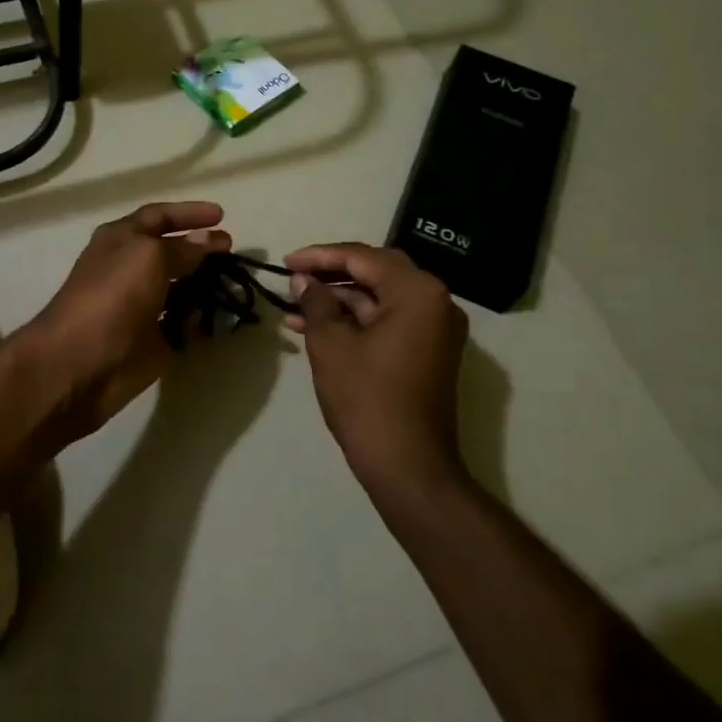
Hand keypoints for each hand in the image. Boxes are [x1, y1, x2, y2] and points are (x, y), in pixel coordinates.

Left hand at [25, 202, 231, 441]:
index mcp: (121, 239)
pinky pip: (184, 322)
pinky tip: (224, 312)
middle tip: (232, 249)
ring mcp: (143, 305)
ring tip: (235, 280)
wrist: (80, 363)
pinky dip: (202, 317)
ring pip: (180, 287)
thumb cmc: (112, 297)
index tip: (222, 215)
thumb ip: (182, 248)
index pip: (158, 216)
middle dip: (201, 247)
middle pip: (171, 251)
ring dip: (206, 282)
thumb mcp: (148, 257)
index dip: (188, 212)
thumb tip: (206, 239)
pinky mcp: (154, 339)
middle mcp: (131, 268)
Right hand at [284, 242, 469, 499]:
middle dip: (331, 273)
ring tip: (295, 307)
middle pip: (376, 271)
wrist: (408, 465)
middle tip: (294, 275)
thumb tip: (303, 280)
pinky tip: (317, 327)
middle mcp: (435, 301)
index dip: (319, 256)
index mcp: (417, 291)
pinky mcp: (428, 351)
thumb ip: (315, 302)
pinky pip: (389, 320)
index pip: (362, 257)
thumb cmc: (367, 398)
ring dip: (340, 300)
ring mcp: (435, 328)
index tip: (285, 261)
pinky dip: (356, 320)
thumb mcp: (330, 344)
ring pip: (381, 297)